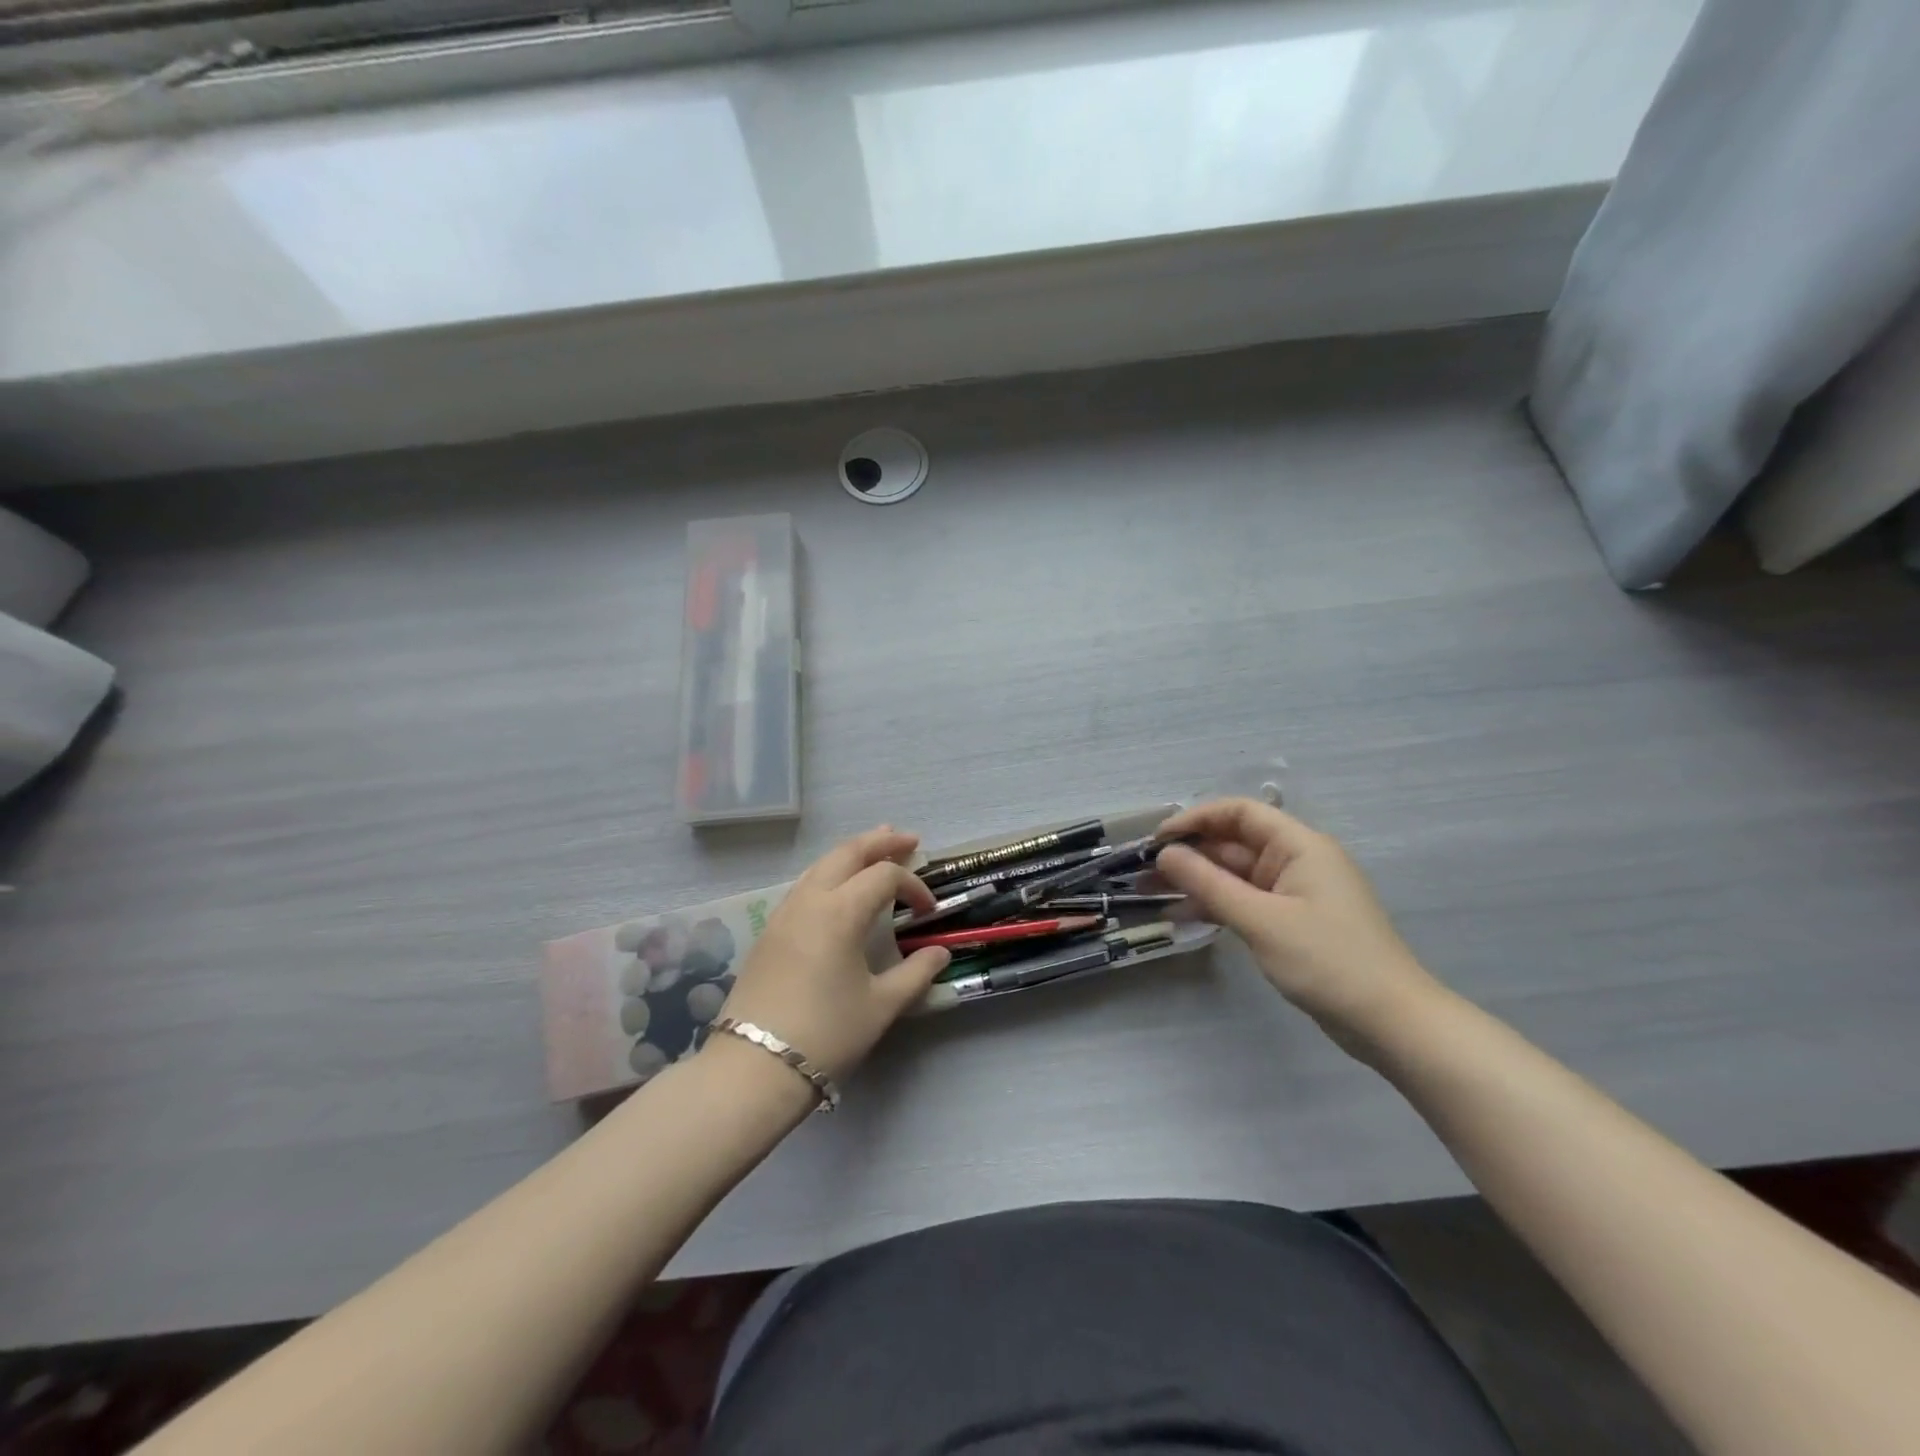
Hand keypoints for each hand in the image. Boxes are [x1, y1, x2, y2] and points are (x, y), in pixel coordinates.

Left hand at [708, 827, 950, 1086]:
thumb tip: (940, 953)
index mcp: (840, 912)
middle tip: (908, 839)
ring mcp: (784, 914)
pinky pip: (805, 885)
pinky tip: (839, 888)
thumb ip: (916, 973)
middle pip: (847, 853)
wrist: (754, 1067)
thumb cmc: (826, 1034)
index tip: (928, 911)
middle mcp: (809, 901)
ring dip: (851, 853)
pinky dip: (829, 873)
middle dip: (880, 842)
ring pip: (821, 866)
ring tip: (875, 849)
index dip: (913, 885)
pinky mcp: (769, 932)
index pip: (884, 876)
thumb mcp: (881, 1006)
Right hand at [1153, 798, 1442, 1057]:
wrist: (1392, 1023)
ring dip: (1199, 880)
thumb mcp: (1261, 920)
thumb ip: (1209, 884)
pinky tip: (1184, 916)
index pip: (1240, 813)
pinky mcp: (1293, 922)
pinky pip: (1247, 901)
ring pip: (1237, 875)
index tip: (1158, 839)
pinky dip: (1217, 905)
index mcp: (1300, 846)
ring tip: (1153, 892)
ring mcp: (1296, 893)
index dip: (1196, 819)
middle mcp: (1298, 861)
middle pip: (1235, 843)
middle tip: (1146, 871)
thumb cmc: (1328, 961)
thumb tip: (1165, 854)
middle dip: (1191, 853)